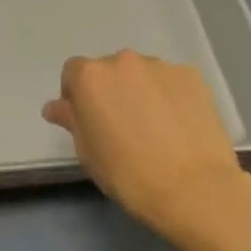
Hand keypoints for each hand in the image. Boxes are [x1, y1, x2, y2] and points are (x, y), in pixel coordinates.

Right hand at [44, 51, 249, 243]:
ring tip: (155, 128)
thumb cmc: (129, 174)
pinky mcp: (192, 76)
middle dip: (110, 91)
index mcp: (90, 77)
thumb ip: (71, 120)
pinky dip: (169, 97)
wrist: (195, 189)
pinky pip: (170, 82)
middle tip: (121, 126)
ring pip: (141, 75)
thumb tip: (55, 107)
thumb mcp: (87, 152)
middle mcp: (122, 60)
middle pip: (108, 70)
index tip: (88, 122)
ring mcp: (160, 66)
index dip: (76, 96)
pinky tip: (178, 126)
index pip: (72, 73)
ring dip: (140, 92)